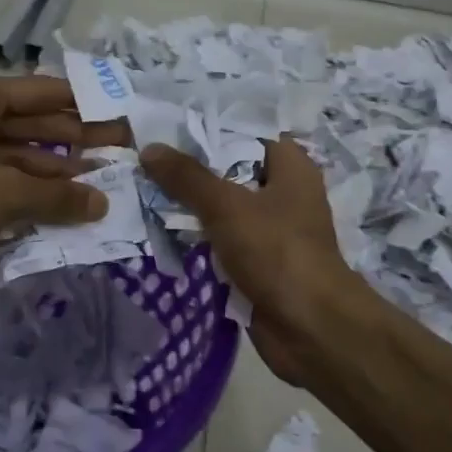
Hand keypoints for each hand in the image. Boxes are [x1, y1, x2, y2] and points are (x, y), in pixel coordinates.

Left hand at [0, 75, 110, 293]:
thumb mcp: (2, 195)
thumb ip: (57, 197)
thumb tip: (102, 203)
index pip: (39, 92)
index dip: (81, 103)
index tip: (118, 114)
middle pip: (29, 122)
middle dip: (73, 139)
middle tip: (118, 152)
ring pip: (14, 153)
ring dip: (52, 170)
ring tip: (97, 183)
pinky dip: (26, 189)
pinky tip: (58, 204)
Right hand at [140, 137, 370, 385]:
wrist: (309, 328)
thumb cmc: (277, 252)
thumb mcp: (227, 206)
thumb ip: (188, 177)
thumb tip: (150, 149)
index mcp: (291, 166)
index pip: (246, 131)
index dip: (209, 125)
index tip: (166, 124)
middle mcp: (284, 192)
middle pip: (231, 169)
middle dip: (190, 167)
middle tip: (143, 157)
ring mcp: (271, 230)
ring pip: (223, 207)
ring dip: (189, 205)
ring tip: (141, 189)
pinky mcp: (259, 262)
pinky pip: (222, 240)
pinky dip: (197, 237)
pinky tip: (158, 229)